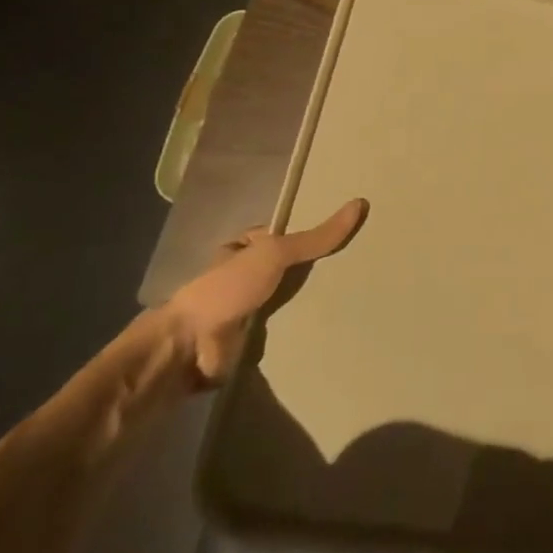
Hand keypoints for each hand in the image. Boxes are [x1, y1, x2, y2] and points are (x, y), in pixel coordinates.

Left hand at [160, 198, 368, 388]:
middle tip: (362, 267)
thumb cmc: (227, 289)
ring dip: (314, 304)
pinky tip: (337, 329)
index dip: (314, 234)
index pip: (285, 236)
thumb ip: (316, 237)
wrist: (190, 349)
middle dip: (317, 271)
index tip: (351, 235)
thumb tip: (360, 203)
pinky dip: (306, 331)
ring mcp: (247, 312)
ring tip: (360, 298)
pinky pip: (287, 331)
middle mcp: (244, 278)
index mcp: (243, 250)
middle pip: (290, 269)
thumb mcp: (275, 252)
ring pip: (290, 301)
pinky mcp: (252, 343)